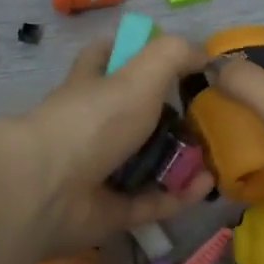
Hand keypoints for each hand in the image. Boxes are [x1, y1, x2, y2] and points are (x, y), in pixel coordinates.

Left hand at [3, 34, 215, 255]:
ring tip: (215, 155)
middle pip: (133, 116)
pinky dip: (179, 195)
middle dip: (170, 116)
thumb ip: (173, 56)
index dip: (131, 52)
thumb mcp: (139, 74)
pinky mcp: (110, 210)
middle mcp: (92, 126)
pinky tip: (207, 185)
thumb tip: (204, 54)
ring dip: (180, 160)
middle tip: (208, 117)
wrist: (48, 189)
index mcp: (90, 87)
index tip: (170, 58)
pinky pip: (152, 201)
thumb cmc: (93, 121)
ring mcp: (99, 170)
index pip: (105, 59)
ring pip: (146, 162)